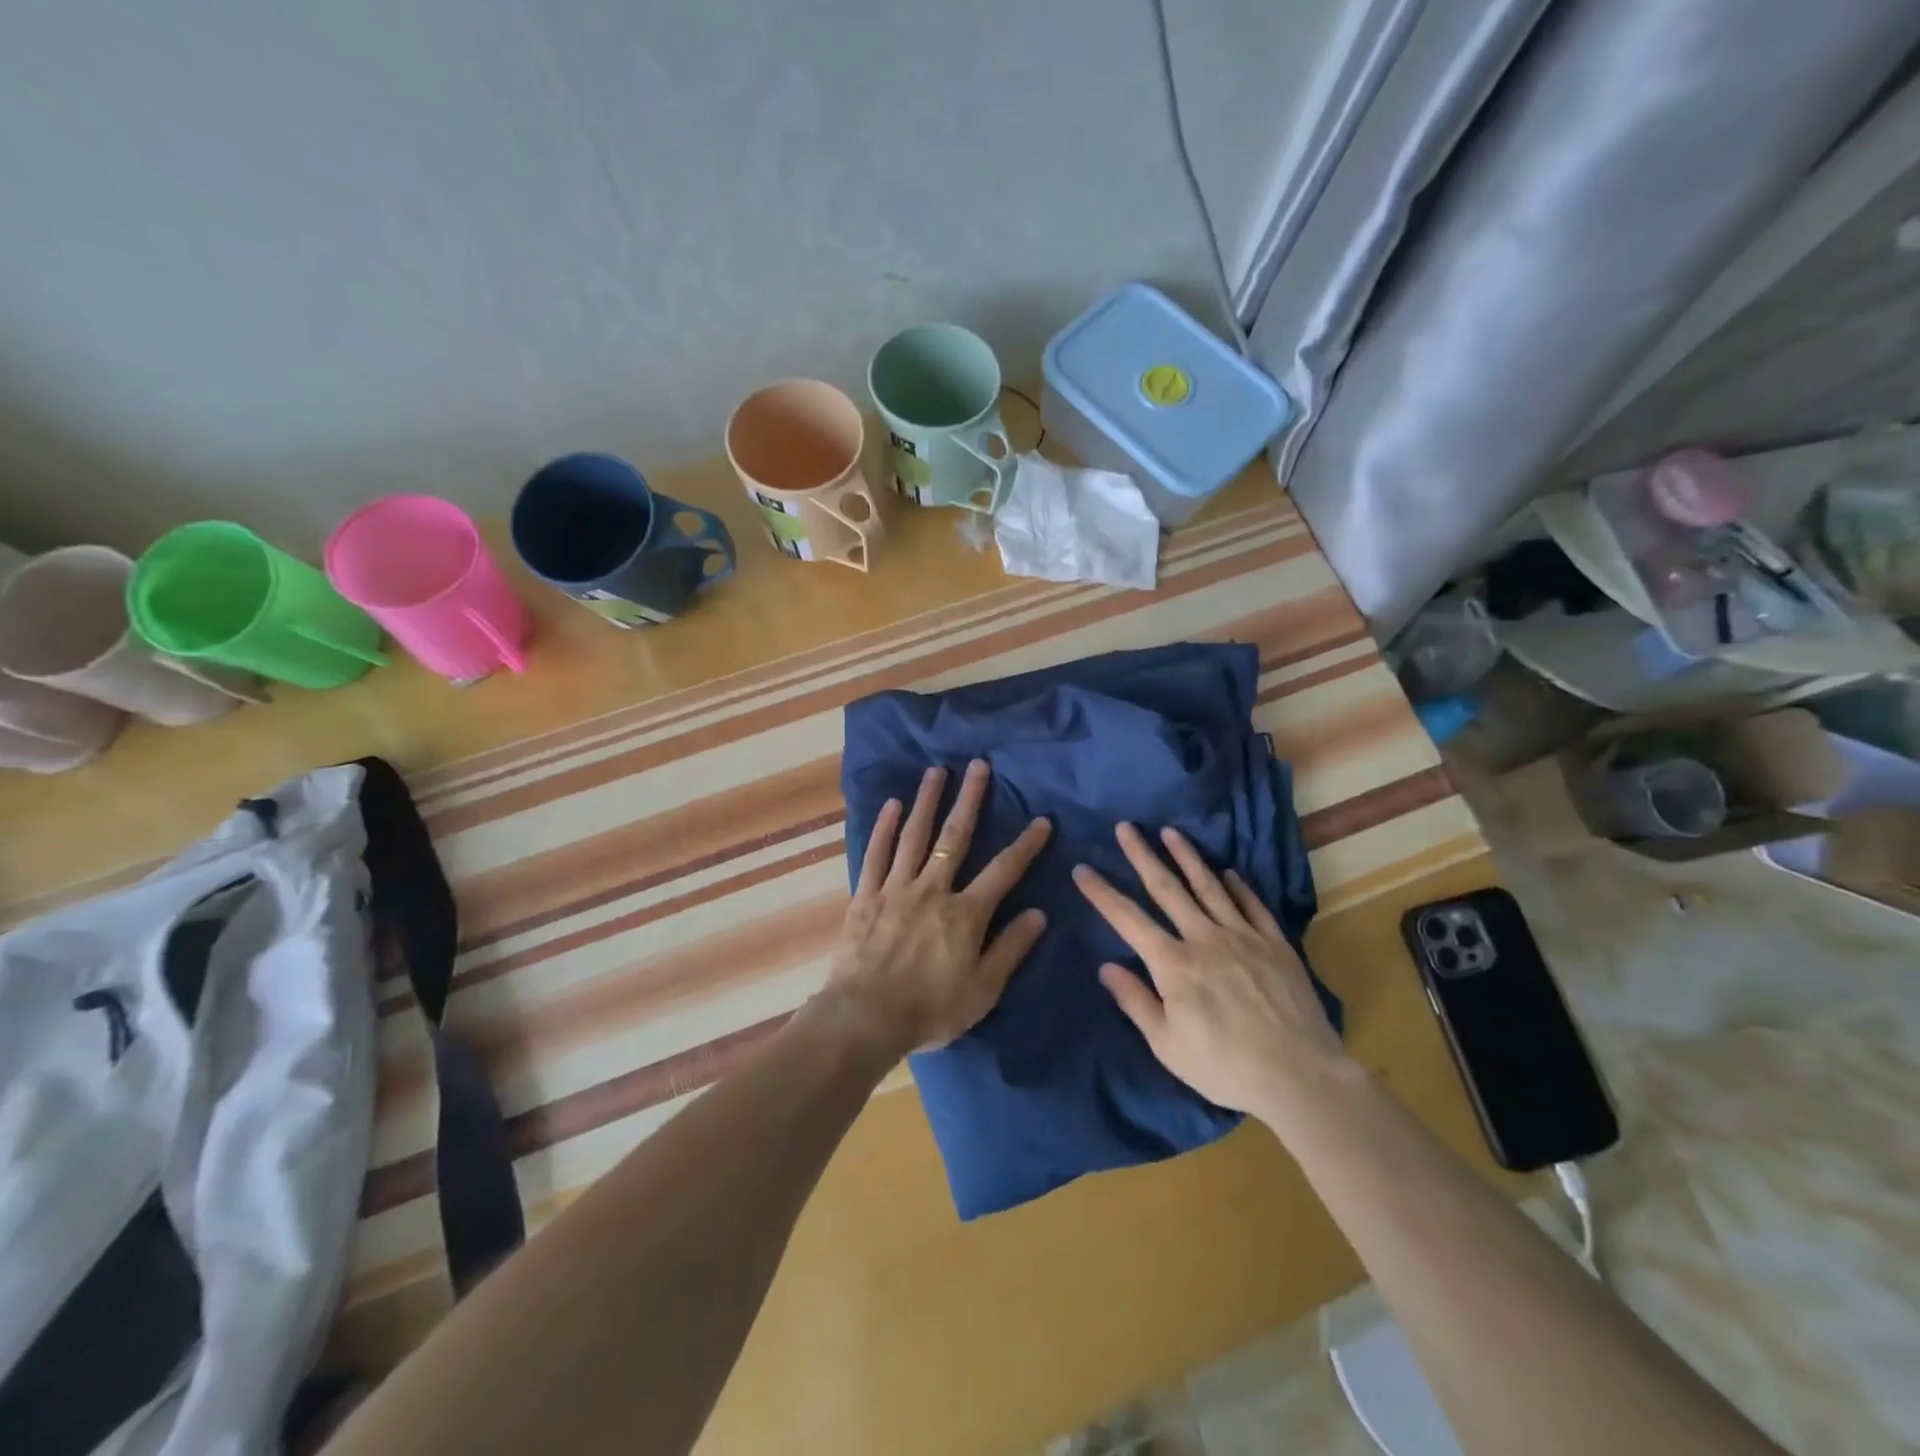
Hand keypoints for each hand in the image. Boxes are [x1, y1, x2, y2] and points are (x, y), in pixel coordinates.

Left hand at [820, 759, 1051, 1061]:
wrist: (866, 1018)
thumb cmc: (930, 1010)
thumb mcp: (983, 990)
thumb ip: (1011, 949)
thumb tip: (1038, 913)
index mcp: (965, 913)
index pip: (1003, 871)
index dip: (1025, 845)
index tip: (1042, 820)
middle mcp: (933, 889)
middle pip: (955, 837)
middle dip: (970, 800)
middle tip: (978, 766)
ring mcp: (896, 888)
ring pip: (915, 836)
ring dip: (927, 801)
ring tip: (936, 771)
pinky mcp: (866, 896)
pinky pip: (876, 855)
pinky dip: (884, 828)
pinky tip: (892, 805)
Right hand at [1073, 822, 1352, 1123]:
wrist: (1300, 1076)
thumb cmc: (1224, 1067)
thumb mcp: (1167, 1045)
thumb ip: (1135, 1001)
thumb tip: (1106, 966)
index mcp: (1173, 964)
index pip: (1127, 918)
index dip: (1101, 892)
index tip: (1082, 869)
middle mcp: (1204, 938)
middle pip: (1167, 888)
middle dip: (1142, 855)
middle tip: (1125, 827)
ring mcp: (1243, 936)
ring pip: (1209, 886)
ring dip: (1187, 856)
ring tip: (1170, 832)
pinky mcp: (1275, 944)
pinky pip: (1252, 905)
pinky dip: (1238, 885)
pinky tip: (1229, 871)